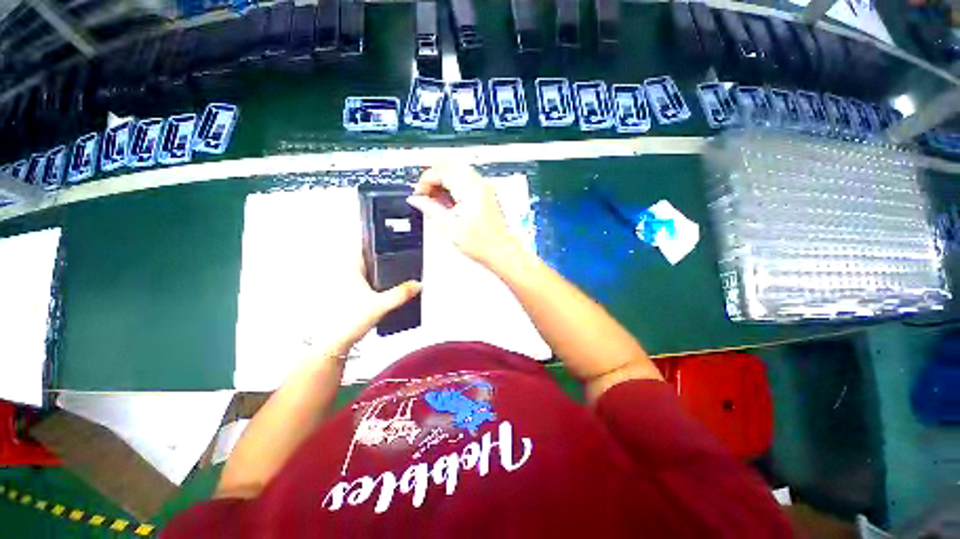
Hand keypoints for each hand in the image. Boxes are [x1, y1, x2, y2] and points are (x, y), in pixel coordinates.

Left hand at [304, 250, 420, 356]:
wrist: (333, 341)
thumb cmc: (351, 319)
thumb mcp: (381, 305)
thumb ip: (401, 293)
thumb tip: (418, 284)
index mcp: (349, 268)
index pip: (363, 245)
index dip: (377, 241)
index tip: (391, 239)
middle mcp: (343, 272)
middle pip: (365, 256)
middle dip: (381, 256)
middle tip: (398, 256)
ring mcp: (341, 283)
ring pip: (363, 269)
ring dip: (376, 270)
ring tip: (393, 272)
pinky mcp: (343, 293)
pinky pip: (361, 280)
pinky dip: (371, 280)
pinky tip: (382, 288)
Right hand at [407, 164, 517, 266]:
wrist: (500, 251)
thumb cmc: (482, 244)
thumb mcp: (450, 227)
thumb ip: (430, 209)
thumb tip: (416, 200)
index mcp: (470, 190)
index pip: (442, 171)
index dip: (426, 180)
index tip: (418, 193)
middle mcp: (479, 185)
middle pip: (450, 168)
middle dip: (433, 178)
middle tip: (425, 194)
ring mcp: (484, 189)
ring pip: (458, 173)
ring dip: (443, 182)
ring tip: (435, 199)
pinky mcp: (485, 195)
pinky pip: (466, 181)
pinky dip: (453, 186)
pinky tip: (448, 201)